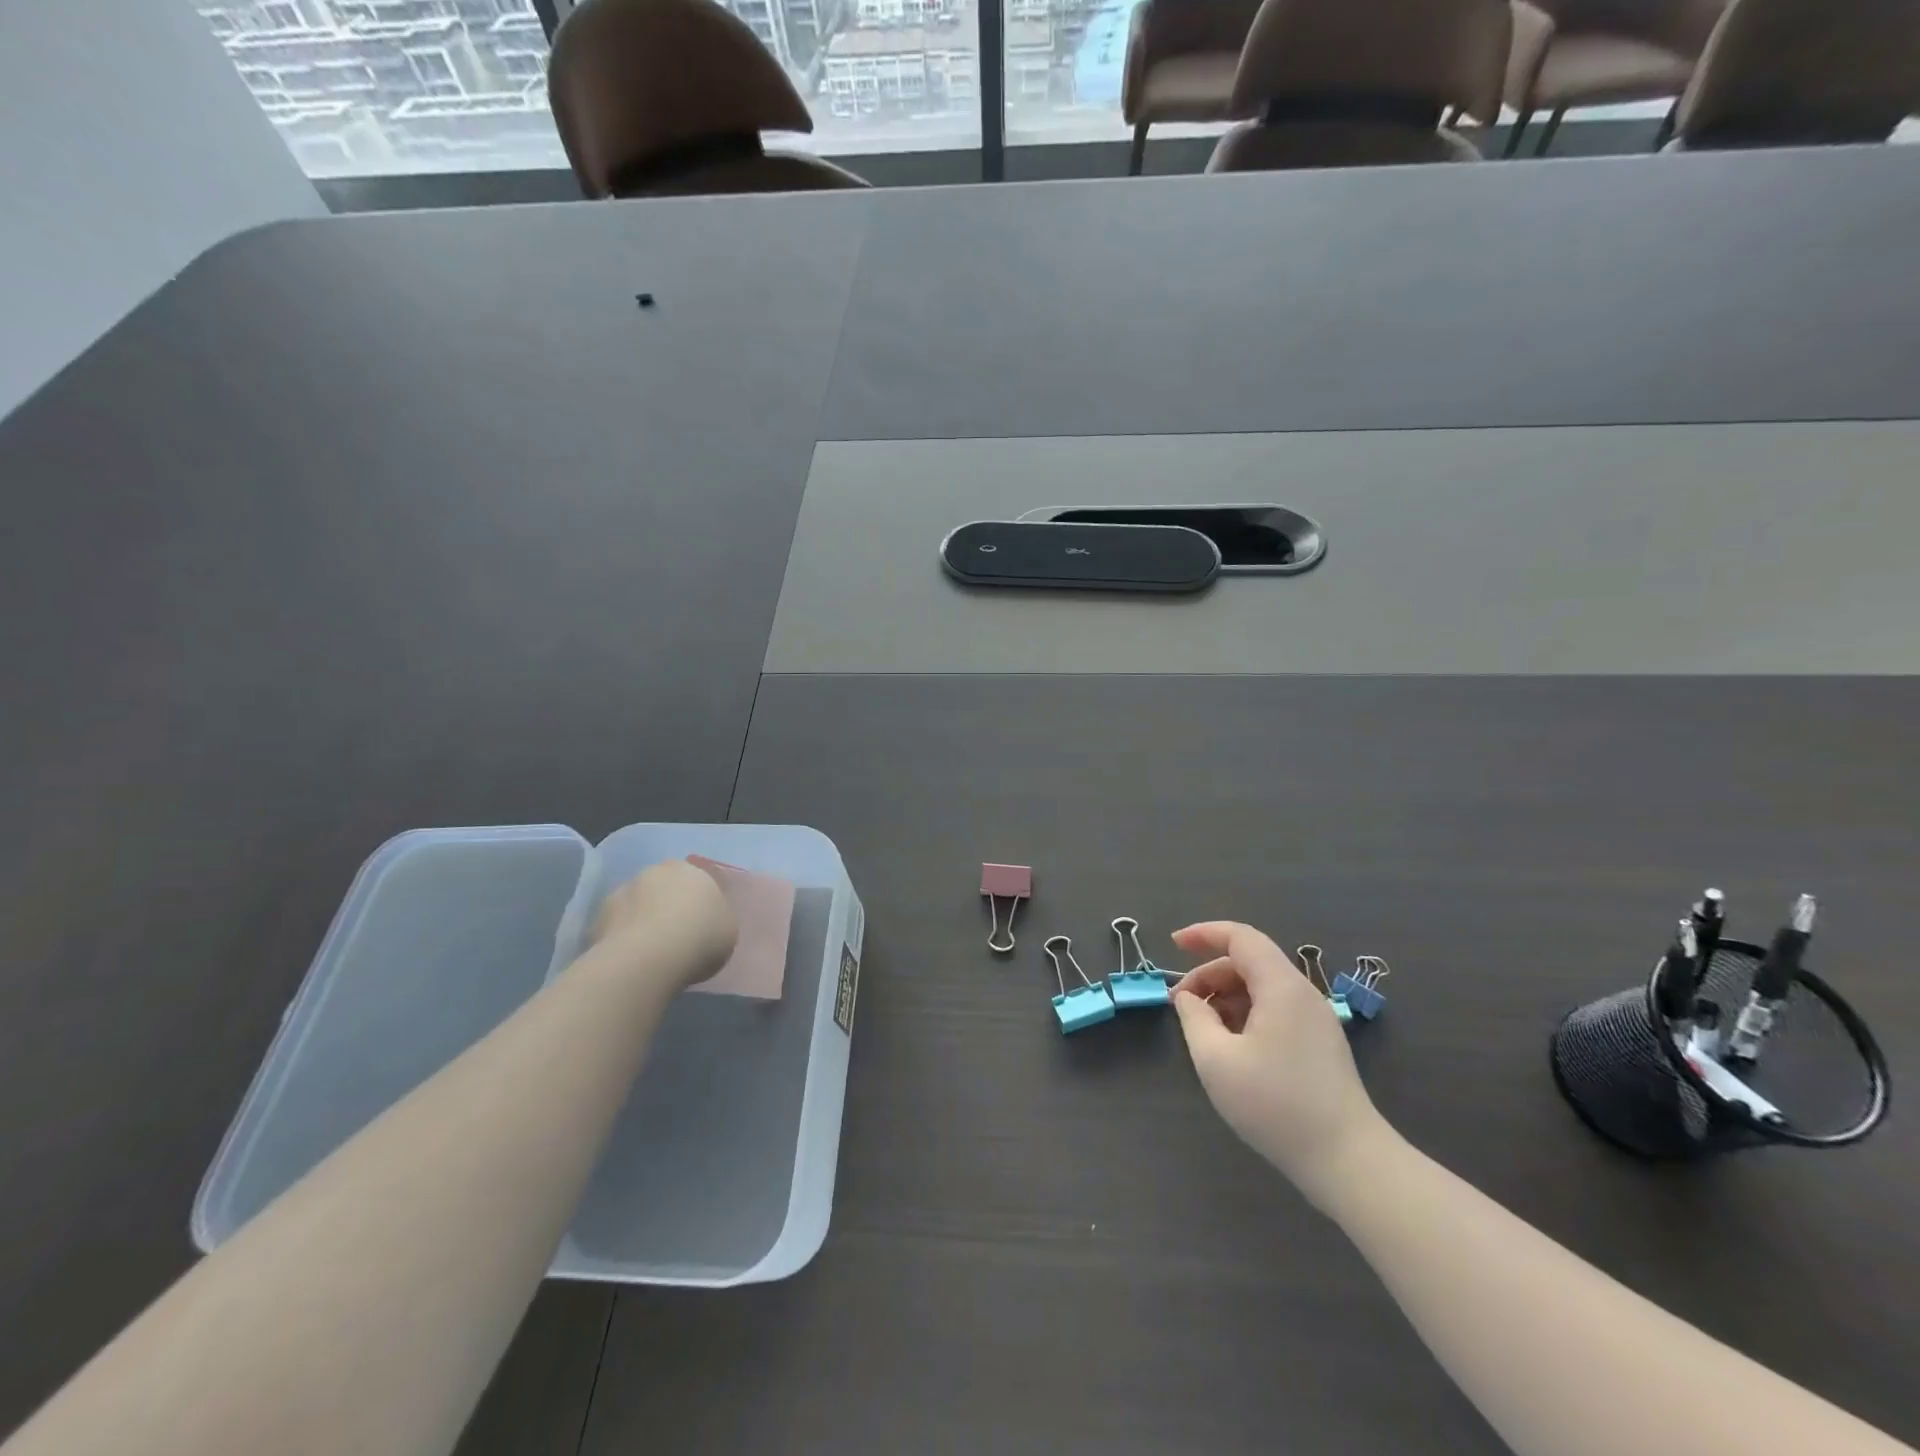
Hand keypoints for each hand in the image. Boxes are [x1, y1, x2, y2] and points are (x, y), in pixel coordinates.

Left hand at [589, 859, 736, 992]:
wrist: (651, 957)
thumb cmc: (702, 937)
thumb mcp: (727, 928)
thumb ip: (714, 919)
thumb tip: (702, 923)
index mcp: (689, 869)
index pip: (694, 881)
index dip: (696, 904)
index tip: (699, 926)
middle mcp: (653, 872)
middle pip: (661, 889)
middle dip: (665, 907)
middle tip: (674, 938)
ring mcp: (621, 893)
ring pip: (635, 907)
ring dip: (641, 922)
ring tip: (650, 954)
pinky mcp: (597, 919)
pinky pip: (616, 930)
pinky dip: (622, 941)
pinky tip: (631, 963)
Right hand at [1170, 921, 1386, 1208]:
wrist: (1348, 1162)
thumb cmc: (1276, 1105)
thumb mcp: (1216, 1060)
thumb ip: (1194, 1018)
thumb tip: (1188, 998)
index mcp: (1281, 986)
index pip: (1240, 937)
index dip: (1204, 933)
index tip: (1173, 943)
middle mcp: (1303, 993)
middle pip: (1249, 962)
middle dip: (1209, 974)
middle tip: (1180, 1004)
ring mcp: (1316, 1019)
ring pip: (1262, 987)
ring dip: (1226, 997)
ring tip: (1203, 1029)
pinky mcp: (1321, 1044)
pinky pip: (1276, 1009)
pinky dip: (1246, 1014)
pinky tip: (1232, 1046)